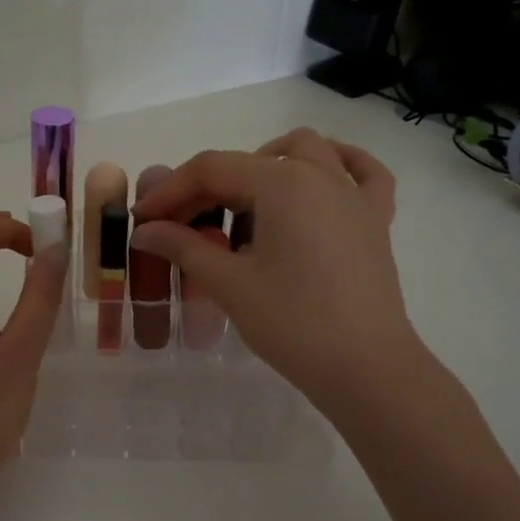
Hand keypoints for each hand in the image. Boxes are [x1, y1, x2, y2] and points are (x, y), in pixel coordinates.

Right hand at [131, 130, 426, 421]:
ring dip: (265, 165)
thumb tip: (145, 230)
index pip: (211, 169)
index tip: (143, 220)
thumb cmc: (293, 323)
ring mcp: (354, 194)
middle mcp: (320, 175)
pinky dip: (337, 166)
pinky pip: (361, 173)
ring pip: (306, 152)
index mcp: (282, 183)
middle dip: (207, 186)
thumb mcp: (230, 284)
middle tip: (180, 227)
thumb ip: (184, 247)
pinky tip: (318, 180)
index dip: (170, 191)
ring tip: (241, 204)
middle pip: (251, 160)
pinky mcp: (375, 220)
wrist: (366, 368)